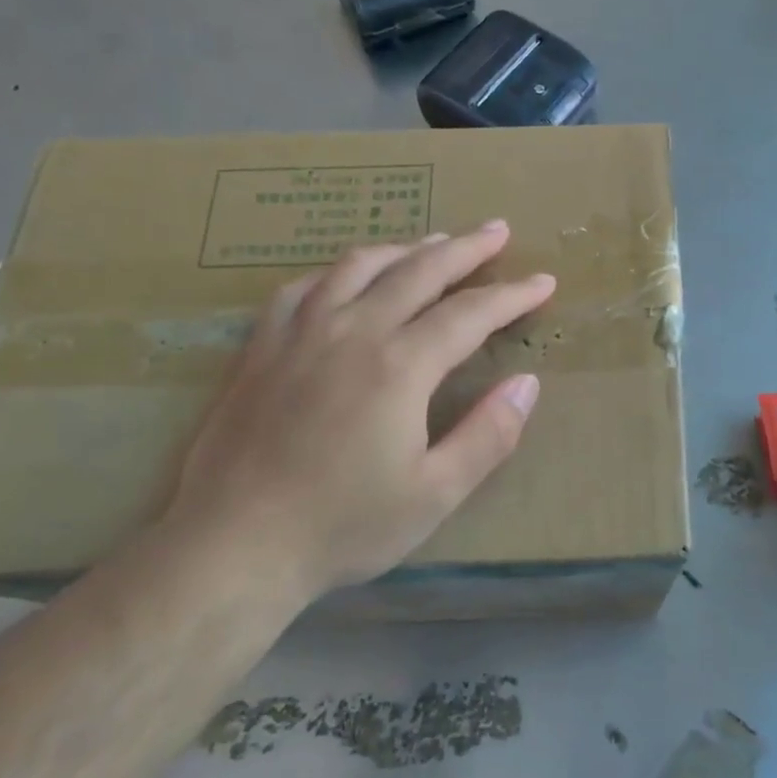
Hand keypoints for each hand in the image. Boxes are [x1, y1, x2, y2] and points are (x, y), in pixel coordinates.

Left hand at [161, 221, 554, 597]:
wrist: (233, 546)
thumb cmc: (342, 526)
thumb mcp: (434, 494)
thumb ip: (488, 435)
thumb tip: (527, 383)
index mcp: (399, 366)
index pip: (469, 313)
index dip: (511, 295)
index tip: (543, 281)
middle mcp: (351, 332)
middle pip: (418, 271)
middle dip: (465, 248)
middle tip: (497, 231)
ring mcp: (299, 334)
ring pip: (359, 267)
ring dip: (405, 248)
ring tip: (433, 242)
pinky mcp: (260, 348)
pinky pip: (303, 287)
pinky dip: (337, 272)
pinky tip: (346, 277)